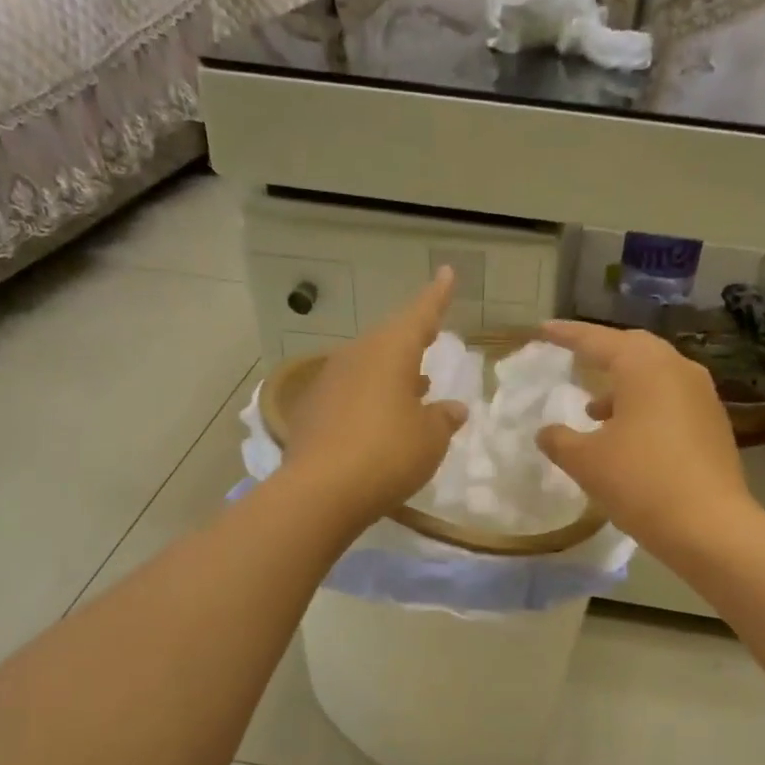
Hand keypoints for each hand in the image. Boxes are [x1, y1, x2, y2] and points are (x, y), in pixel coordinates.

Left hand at [283, 268, 468, 530]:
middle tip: (431, 337)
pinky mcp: (312, 410)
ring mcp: (329, 382)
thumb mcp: (429, 439)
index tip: (447, 273)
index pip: (420, 315)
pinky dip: (371, 398)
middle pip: (389, 340)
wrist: (320, 492)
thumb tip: (452, 408)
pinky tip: (380, 419)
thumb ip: (443, 419)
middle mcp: (356, 356)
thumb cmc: (387, 455)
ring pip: (368, 366)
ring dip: (392, 373)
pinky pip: (350, 392)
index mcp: (389, 352)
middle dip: (412, 340)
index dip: (437, 297)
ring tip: (415, 384)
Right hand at [536, 321, 754, 553]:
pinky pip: (670, 400)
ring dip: (622, 386)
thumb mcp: (586, 462)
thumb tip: (546, 432)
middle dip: (601, 354)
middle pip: (633, 350)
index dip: (567, 335)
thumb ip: (559, 440)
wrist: (710, 527)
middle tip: (575, 359)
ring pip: (655, 376)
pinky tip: (627, 435)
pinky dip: (644, 406)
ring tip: (593, 410)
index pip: (597, 341)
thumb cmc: (640, 482)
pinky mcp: (713, 424)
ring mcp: (702, 396)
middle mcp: (678, 370)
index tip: (543, 330)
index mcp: (645, 367)